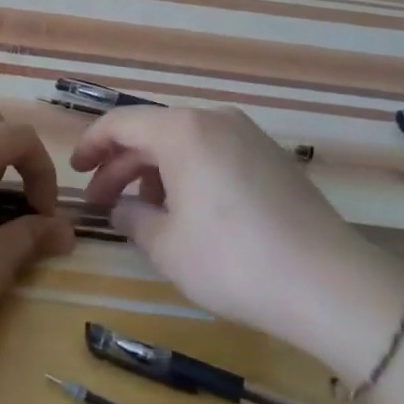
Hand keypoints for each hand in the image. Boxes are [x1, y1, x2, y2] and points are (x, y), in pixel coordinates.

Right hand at [70, 106, 403, 379]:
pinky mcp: (272, 158)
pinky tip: (188, 210)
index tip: (75, 170)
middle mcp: (215, 120)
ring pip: (186, 142)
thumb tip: (121, 207)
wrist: (328, 283)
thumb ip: (133, 219)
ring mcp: (249, 136)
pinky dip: (189, 172)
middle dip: (122, 163)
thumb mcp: (167, 246)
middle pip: (154, 131)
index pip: (122, 122)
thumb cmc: (233, 261)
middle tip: (101, 200)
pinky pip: (215, 152)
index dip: (92, 144)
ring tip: (144, 210)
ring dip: (156, 170)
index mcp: (183, 130)